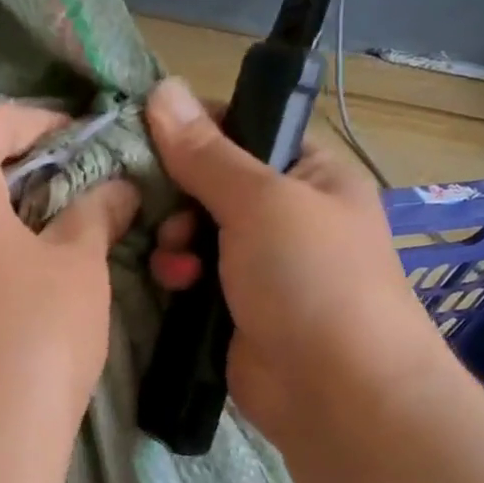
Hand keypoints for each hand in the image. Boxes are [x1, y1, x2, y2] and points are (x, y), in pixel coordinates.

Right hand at [145, 78, 446, 451]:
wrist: (338, 394)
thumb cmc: (312, 279)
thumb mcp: (260, 202)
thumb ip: (206, 152)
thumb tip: (162, 88)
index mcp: (309, 174)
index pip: (244, 128)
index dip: (195, 127)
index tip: (145, 134)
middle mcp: (284, 214)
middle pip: (208, 181)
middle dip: (178, 194)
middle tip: (164, 209)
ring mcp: (257, 263)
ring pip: (192, 231)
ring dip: (174, 240)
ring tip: (177, 259)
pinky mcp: (231, 307)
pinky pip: (190, 275)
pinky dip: (178, 275)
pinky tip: (176, 286)